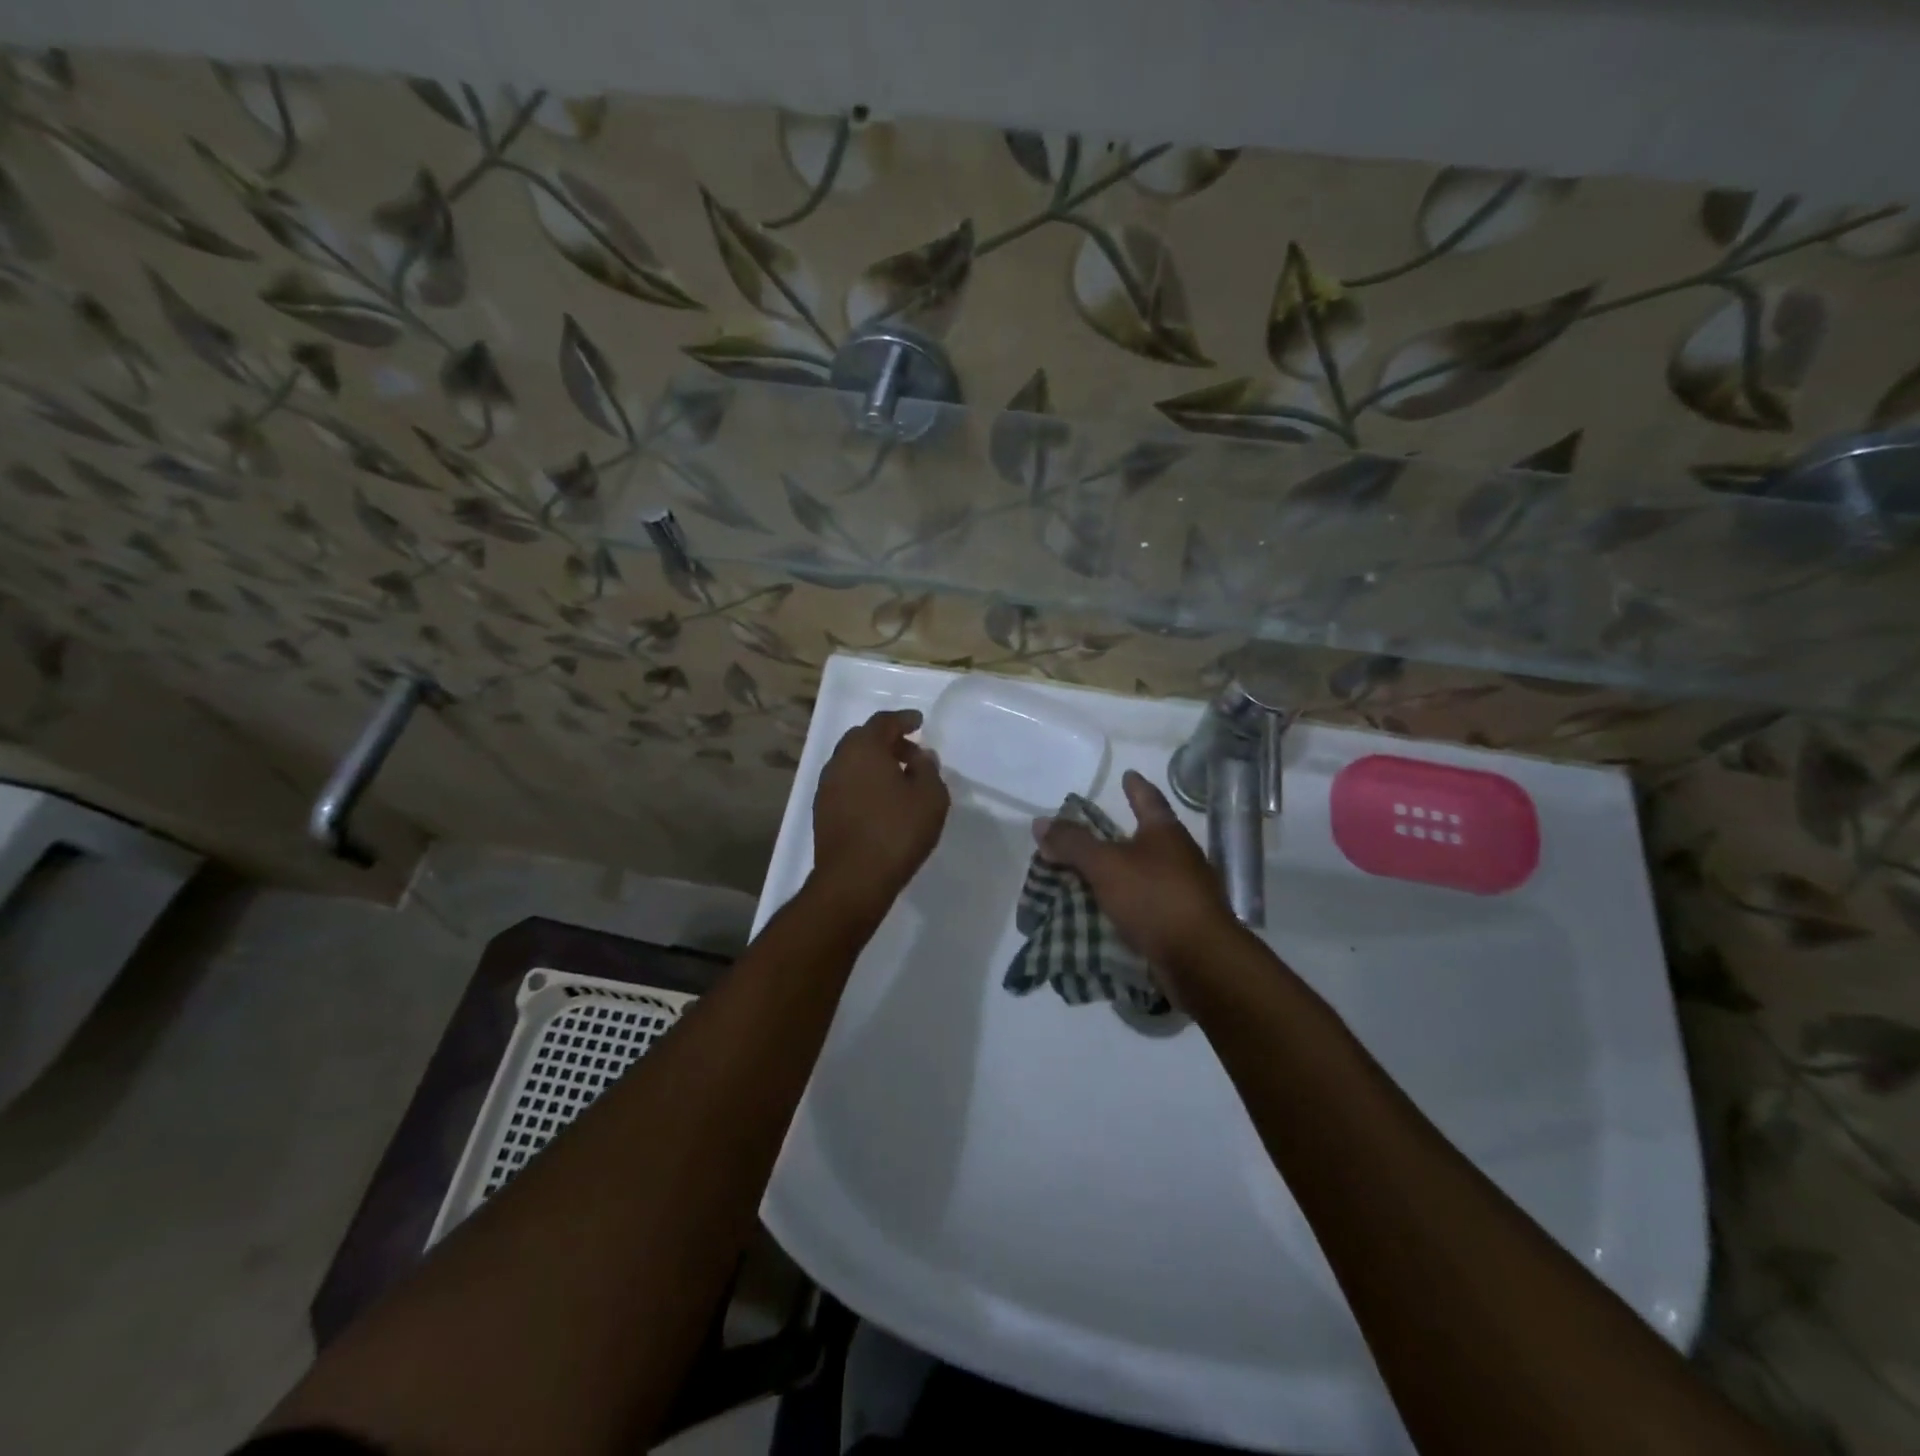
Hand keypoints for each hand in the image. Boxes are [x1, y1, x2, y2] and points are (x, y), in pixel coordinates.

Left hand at [811, 708, 949, 909]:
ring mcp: (826, 787)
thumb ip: (928, 769)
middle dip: (888, 742)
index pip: (884, 722)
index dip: (903, 720)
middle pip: (863, 740)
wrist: (853, 879)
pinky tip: (882, 803)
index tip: (919, 722)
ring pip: (853, 763)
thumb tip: (920, 756)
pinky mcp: (822, 811)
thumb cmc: (897, 831)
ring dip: (875, 764)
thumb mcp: (930, 797)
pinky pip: (847, 785)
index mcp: (863, 748)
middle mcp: (839, 761)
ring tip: (900, 780)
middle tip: (912, 753)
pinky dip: (864, 784)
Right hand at [1034, 769, 1239, 974]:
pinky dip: (1129, 904)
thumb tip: (1040, 822)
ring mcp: (1186, 891)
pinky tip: (1109, 912)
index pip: (1148, 799)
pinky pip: (1148, 905)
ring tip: (1092, 876)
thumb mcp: (1105, 865)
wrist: (1200, 960)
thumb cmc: (1155, 897)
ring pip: (1147, 873)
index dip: (1135, 786)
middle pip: (1148, 837)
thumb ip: (1072, 843)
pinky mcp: (1184, 923)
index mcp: (1166, 833)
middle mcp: (1181, 856)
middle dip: (1121, 835)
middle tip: (1092, 833)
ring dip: (1123, 873)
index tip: (1128, 775)